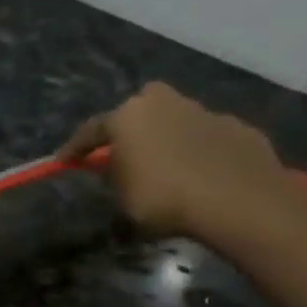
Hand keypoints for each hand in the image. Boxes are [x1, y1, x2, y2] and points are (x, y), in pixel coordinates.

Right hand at [58, 82, 306, 248]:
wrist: (241, 203)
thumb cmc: (165, 197)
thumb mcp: (121, 194)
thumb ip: (115, 173)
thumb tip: (116, 166)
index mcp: (129, 116)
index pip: (91, 130)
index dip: (75, 148)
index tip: (64, 161)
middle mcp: (167, 104)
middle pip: (142, 105)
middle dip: (133, 121)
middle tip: (129, 148)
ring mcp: (208, 113)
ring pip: (180, 118)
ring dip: (170, 136)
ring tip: (170, 165)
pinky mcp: (241, 129)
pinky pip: (210, 137)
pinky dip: (203, 150)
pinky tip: (204, 173)